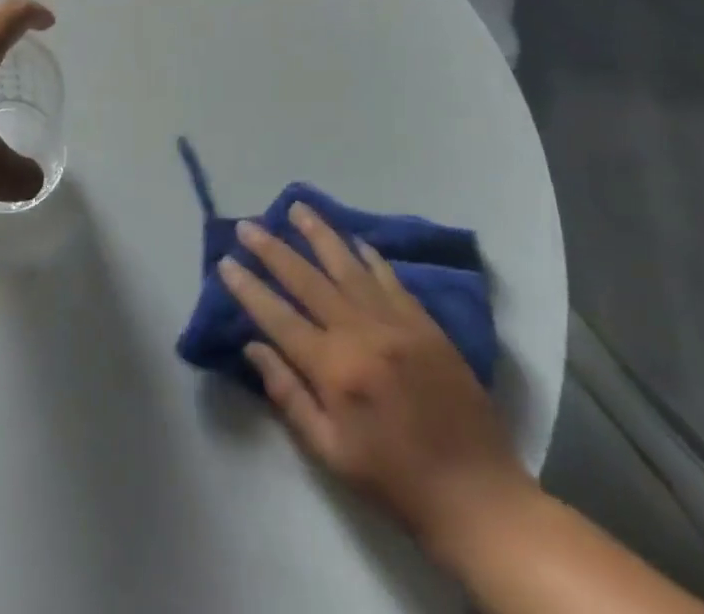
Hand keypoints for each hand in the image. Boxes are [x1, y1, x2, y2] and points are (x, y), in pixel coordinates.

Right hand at [220, 206, 538, 564]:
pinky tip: (355, 240)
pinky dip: (369, 256)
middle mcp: (361, 333)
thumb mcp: (330, 452)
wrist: (479, 497)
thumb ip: (288, 395)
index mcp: (334, 369)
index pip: (277, 316)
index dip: (248, 288)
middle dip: (272, 249)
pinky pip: (390, 279)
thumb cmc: (395, 482)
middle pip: (307, 280)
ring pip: (347, 266)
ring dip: (319, 234)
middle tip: (248, 224)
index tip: (225, 262)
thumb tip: (252, 347)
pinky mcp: (425, 324)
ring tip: (296, 207)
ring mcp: (396, 323)